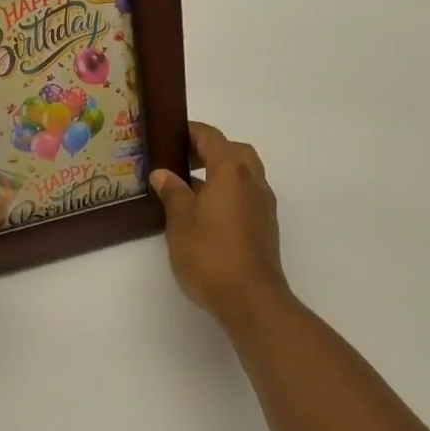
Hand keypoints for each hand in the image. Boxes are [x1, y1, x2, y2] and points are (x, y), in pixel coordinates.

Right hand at [150, 122, 290, 327]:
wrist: (250, 298)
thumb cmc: (210, 254)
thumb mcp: (181, 221)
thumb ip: (173, 193)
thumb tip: (163, 174)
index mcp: (231, 171)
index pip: (212, 138)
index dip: (192, 132)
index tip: (171, 134)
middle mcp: (253, 181)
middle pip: (234, 152)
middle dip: (210, 150)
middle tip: (183, 159)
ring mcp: (263, 204)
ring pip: (245, 173)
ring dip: (222, 172)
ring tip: (191, 187)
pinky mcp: (266, 226)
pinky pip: (248, 194)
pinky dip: (230, 191)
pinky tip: (208, 212)